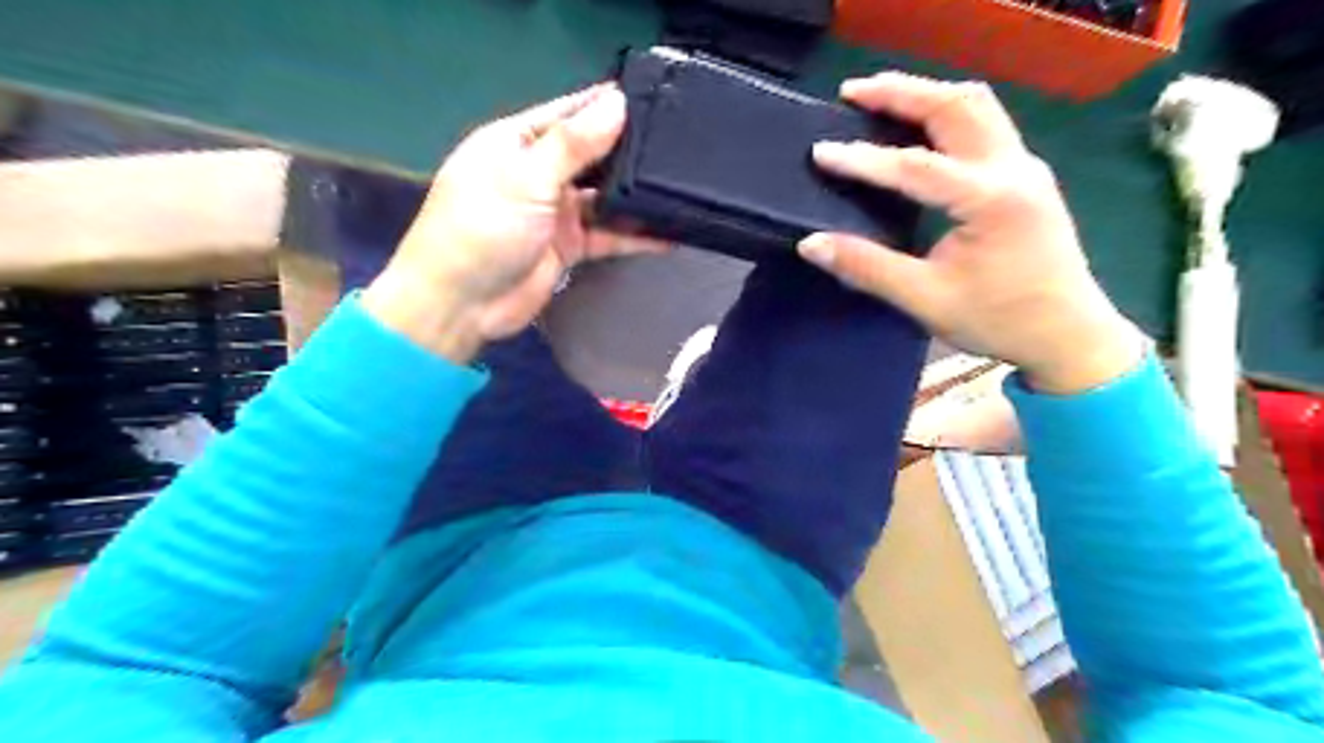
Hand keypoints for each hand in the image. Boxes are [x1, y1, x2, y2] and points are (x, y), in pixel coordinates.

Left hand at [361, 83, 667, 361]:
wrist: (462, 304)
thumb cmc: (483, 229)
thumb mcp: (526, 179)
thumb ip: (574, 145)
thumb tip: (617, 103)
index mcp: (516, 142)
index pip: (569, 113)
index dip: (607, 105)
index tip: (655, 100)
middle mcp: (538, 172)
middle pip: (590, 154)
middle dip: (627, 151)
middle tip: (678, 145)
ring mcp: (554, 212)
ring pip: (602, 197)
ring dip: (633, 196)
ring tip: (679, 187)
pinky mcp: (568, 247)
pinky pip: (607, 235)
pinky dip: (633, 236)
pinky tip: (667, 234)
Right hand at [796, 72, 1148, 393]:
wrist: (1067, 333)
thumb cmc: (998, 319)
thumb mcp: (925, 298)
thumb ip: (867, 267)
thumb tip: (811, 244)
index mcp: (991, 200)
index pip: (916, 166)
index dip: (864, 159)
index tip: (821, 152)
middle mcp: (1013, 169)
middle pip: (955, 106)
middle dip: (901, 92)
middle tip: (851, 92)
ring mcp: (1025, 167)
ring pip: (976, 105)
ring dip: (926, 94)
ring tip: (880, 96)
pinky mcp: (1025, 176)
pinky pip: (985, 123)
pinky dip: (946, 112)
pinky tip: (920, 125)